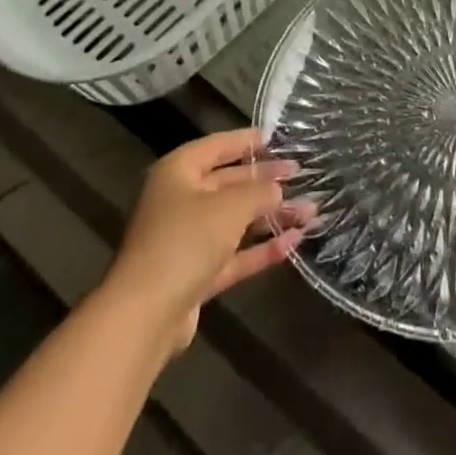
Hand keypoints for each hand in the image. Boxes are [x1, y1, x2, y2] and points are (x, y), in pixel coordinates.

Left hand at [105, 128, 314, 352]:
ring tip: (310, 211)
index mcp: (179, 171)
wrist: (145, 316)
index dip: (247, 141)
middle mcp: (180, 201)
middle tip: (300, 174)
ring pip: (235, 221)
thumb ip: (260, 192)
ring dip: (271, 217)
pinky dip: (261, 249)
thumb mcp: (231, 206)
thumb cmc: (186, 240)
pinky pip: (234, 254)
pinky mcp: (195, 276)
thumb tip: (278, 188)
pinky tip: (294, 242)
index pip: (218, 146)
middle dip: (266, 181)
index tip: (277, 138)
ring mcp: (187, 240)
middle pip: (229, 183)